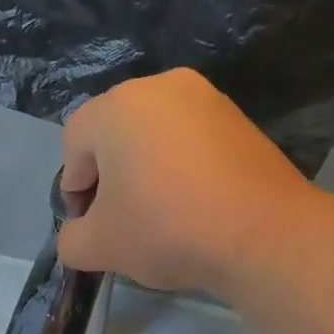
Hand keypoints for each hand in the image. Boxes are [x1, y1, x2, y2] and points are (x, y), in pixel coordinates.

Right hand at [56, 68, 315, 296]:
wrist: (262, 233)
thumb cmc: (165, 229)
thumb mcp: (98, 247)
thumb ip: (71, 239)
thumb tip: (77, 235)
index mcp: (116, 107)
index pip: (74, 145)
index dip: (74, 189)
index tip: (90, 225)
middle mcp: (159, 87)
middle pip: (115, 135)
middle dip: (110, 177)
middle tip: (121, 220)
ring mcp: (205, 98)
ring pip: (155, 136)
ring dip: (146, 172)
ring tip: (159, 215)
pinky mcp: (238, 118)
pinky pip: (191, 141)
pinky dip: (182, 168)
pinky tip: (193, 205)